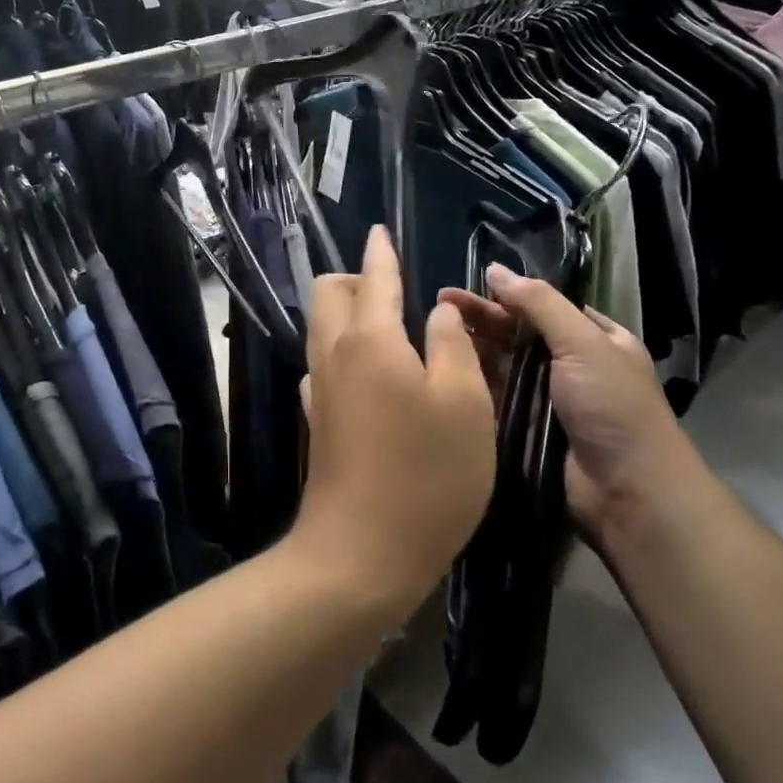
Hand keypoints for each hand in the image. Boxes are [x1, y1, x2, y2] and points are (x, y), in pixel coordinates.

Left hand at [294, 227, 495, 617]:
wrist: (361, 553)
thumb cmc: (426, 474)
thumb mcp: (465, 404)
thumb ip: (452, 345)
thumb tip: (437, 312)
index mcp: (370, 338)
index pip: (372, 276)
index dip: (380, 251)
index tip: (379, 230)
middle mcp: (334, 353)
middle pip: (328, 293)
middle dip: (355, 278)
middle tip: (394, 288)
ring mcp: (319, 389)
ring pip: (321, 327)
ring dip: (347, 313)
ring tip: (390, 328)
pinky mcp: (317, 421)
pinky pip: (324, 364)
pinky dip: (345, 352)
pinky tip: (373, 376)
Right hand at [438, 265, 695, 546]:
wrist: (628, 493)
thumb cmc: (612, 407)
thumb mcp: (583, 342)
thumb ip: (539, 303)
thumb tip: (495, 269)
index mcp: (595, 339)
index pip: (542, 306)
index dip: (504, 295)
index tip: (464, 287)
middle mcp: (571, 365)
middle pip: (517, 333)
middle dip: (481, 318)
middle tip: (438, 303)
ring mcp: (547, 399)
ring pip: (503, 365)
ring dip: (473, 348)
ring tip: (432, 332)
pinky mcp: (527, 429)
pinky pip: (496, 398)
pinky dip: (473, 383)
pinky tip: (443, 369)